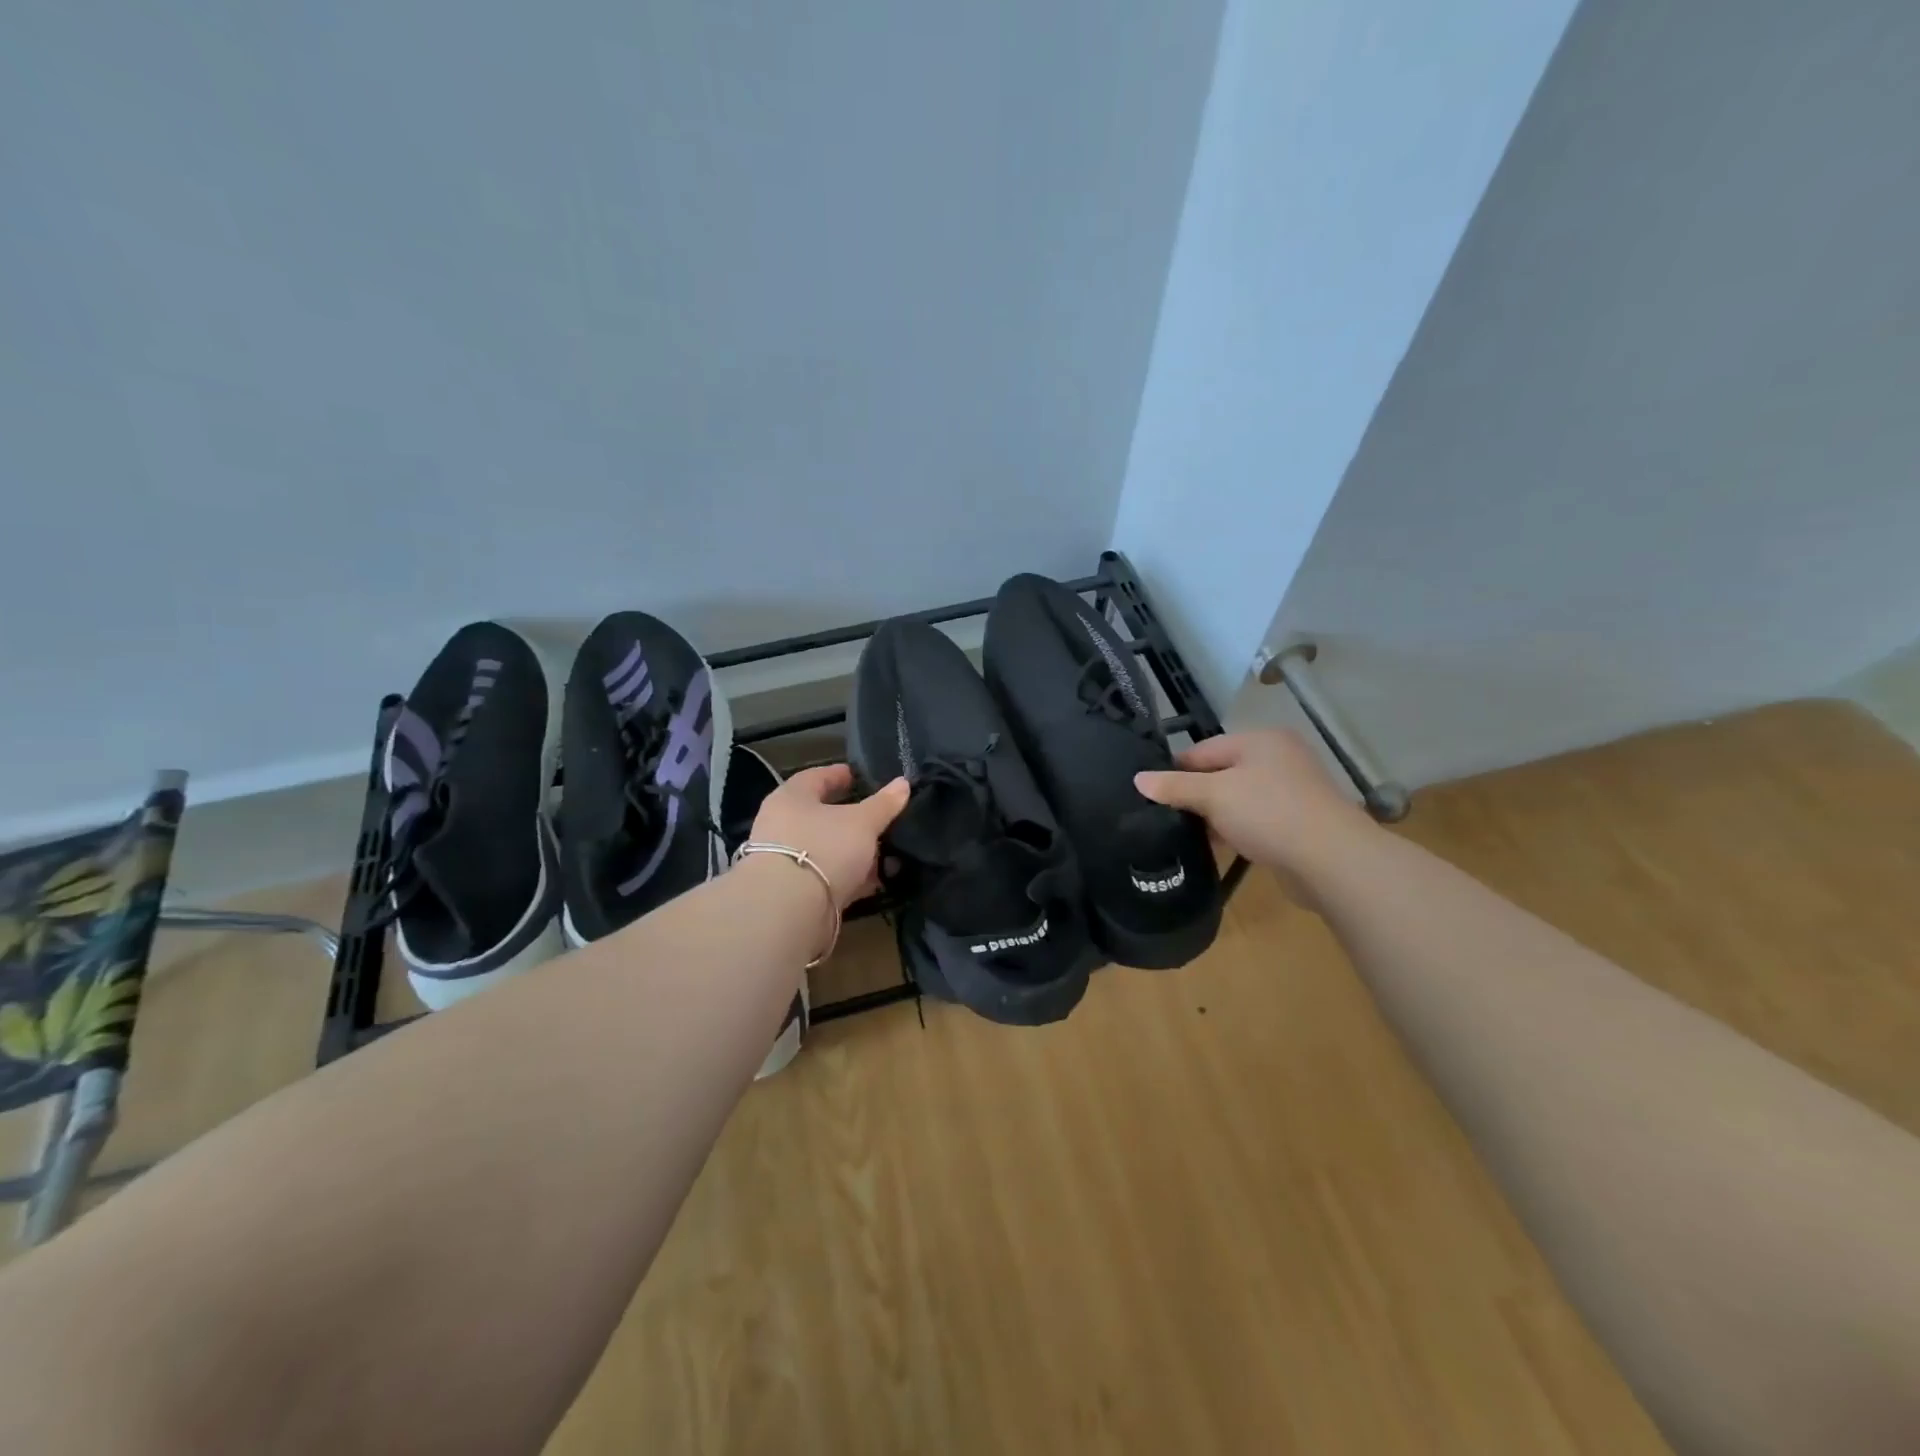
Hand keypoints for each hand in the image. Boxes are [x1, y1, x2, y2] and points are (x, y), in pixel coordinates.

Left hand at [747, 764, 909, 909]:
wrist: (788, 911)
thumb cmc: (824, 848)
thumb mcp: (862, 822)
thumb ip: (884, 804)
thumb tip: (904, 783)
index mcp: (791, 798)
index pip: (815, 777)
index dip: (839, 775)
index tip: (860, 776)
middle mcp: (782, 826)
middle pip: (822, 816)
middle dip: (853, 818)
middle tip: (881, 816)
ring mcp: (786, 861)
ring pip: (828, 849)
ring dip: (855, 851)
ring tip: (888, 852)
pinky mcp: (794, 892)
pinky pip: (829, 877)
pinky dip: (851, 877)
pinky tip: (876, 880)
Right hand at [1134, 730, 1370, 873]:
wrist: (1333, 860)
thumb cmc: (1269, 813)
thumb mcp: (1214, 796)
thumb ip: (1175, 787)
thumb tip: (1138, 779)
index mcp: (1260, 740)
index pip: (1203, 749)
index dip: (1175, 771)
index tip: (1152, 796)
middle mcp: (1279, 758)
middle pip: (1221, 773)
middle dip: (1196, 796)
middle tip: (1167, 818)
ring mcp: (1293, 790)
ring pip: (1238, 799)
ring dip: (1216, 816)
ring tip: (1188, 836)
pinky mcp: (1299, 821)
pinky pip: (1256, 820)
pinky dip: (1237, 830)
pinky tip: (1220, 847)